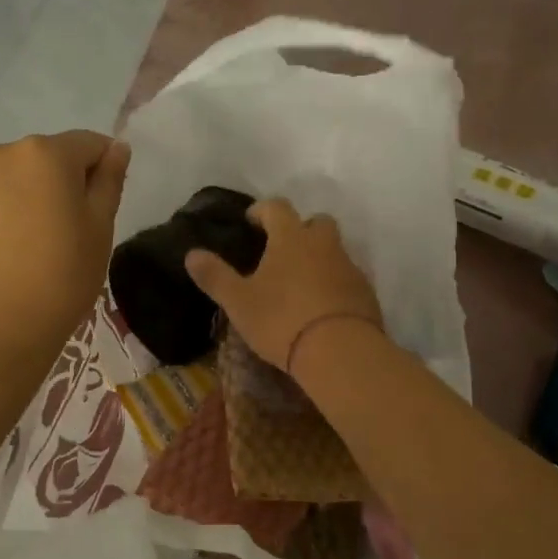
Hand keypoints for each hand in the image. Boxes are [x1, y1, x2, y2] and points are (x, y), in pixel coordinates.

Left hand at [0, 131, 130, 356]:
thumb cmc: (63, 275)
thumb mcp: (101, 227)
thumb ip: (110, 180)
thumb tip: (117, 148)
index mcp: (46, 154)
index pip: (89, 144)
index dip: (104, 168)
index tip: (103, 205)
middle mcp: (2, 154)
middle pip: (45, 158)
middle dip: (61, 181)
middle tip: (69, 229)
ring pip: (10, 178)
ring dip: (26, 196)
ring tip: (30, 243)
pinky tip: (1, 251)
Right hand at [184, 199, 382, 372]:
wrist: (340, 351)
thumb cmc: (281, 320)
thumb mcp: (239, 302)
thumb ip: (215, 276)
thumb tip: (191, 254)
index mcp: (291, 238)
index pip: (277, 207)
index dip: (262, 210)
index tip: (252, 221)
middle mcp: (323, 244)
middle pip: (316, 222)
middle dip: (300, 229)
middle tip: (283, 249)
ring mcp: (349, 266)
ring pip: (334, 250)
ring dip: (319, 257)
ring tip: (301, 283)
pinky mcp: (365, 292)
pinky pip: (348, 277)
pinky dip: (335, 283)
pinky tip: (323, 306)